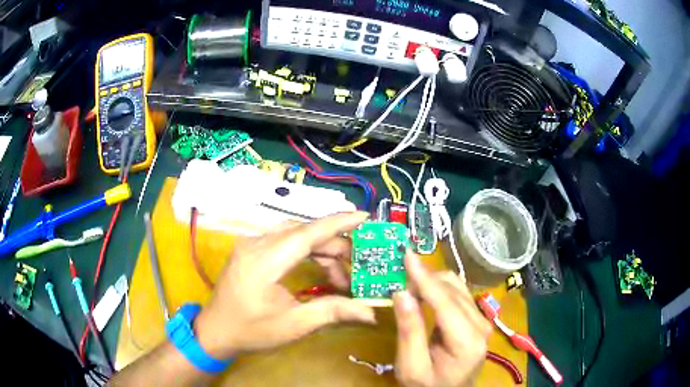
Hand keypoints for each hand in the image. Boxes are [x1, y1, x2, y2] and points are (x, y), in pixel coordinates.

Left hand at [193, 212, 374, 358]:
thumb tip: (370, 312)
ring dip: (321, 250)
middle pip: (304, 232)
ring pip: (295, 234)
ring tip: (339, 276)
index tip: (365, 216)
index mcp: (264, 261)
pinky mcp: (250, 249)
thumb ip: (332, 312)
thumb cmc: (251, 331)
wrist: (214, 331)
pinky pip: (284, 239)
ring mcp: (251, 244)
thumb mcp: (293, 326)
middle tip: (358, 267)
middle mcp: (256, 243)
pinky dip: (305, 251)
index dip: (338, 223)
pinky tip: (317, 267)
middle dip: (335, 246)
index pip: (307, 233)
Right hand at [393, 253, 491, 386]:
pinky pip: (458, 293)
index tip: (406, 254)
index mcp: (467, 341)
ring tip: (408, 283)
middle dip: (425, 278)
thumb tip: (402, 293)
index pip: (445, 301)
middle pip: (452, 289)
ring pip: (457, 286)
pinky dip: (439, 288)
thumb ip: (409, 331)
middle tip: (398, 275)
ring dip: (432, 281)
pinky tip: (423, 291)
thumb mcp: (411, 367)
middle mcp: (481, 324)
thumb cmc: (428, 385)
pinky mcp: (478, 318)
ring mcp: (482, 320)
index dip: (425, 277)